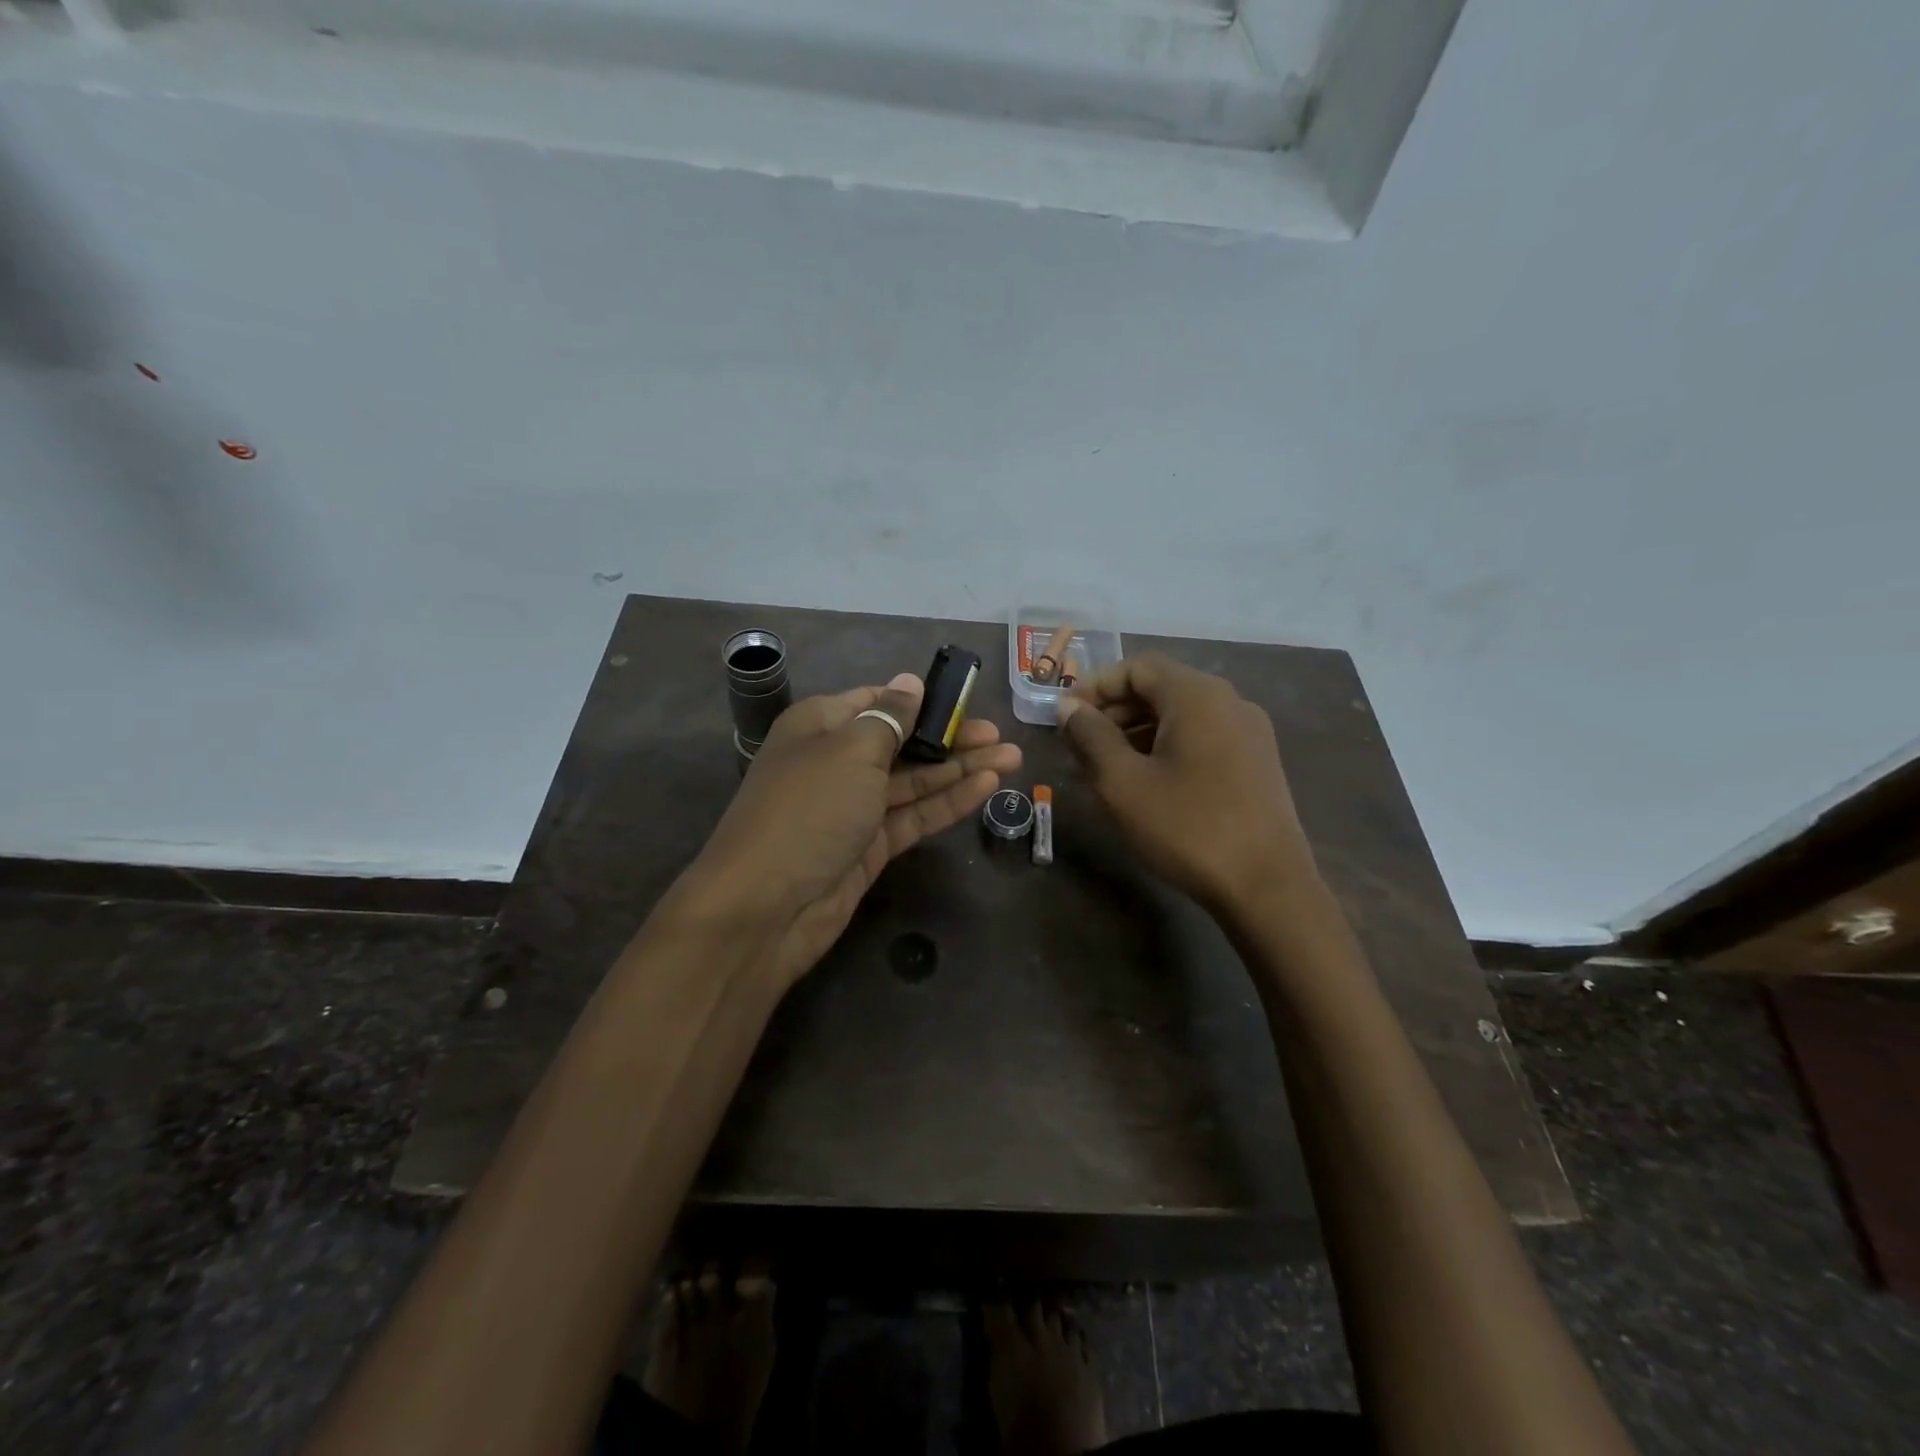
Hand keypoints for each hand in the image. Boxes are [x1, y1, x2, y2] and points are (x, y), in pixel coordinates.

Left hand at [678, 672, 1020, 990]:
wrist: (766, 907)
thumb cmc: (808, 810)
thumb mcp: (850, 751)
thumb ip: (889, 718)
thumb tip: (910, 682)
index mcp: (821, 726)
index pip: (877, 701)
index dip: (921, 700)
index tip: (964, 699)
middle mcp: (837, 761)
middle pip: (902, 742)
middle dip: (951, 737)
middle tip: (1000, 736)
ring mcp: (854, 807)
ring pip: (914, 781)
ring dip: (960, 769)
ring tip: (1012, 758)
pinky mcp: (870, 846)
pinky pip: (914, 815)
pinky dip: (947, 802)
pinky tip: (986, 787)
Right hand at [1056, 653, 1315, 917]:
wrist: (1267, 887)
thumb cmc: (1187, 827)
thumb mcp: (1122, 782)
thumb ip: (1090, 736)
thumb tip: (1068, 706)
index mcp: (1197, 695)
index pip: (1136, 667)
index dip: (1094, 686)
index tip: (1064, 717)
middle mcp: (1229, 702)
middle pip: (1159, 689)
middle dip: (1112, 712)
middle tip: (1077, 747)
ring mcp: (1249, 733)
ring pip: (1179, 717)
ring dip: (1135, 733)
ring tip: (1102, 770)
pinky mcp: (1257, 763)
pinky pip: (1200, 739)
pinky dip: (1165, 749)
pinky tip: (1144, 784)